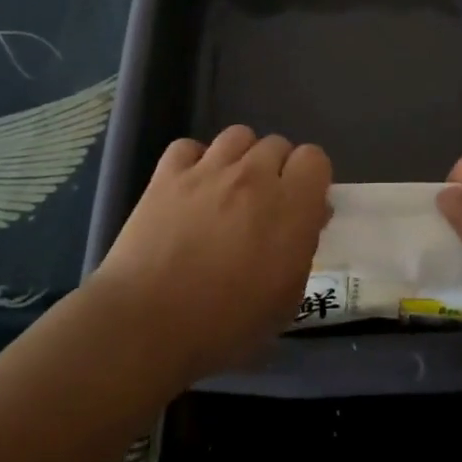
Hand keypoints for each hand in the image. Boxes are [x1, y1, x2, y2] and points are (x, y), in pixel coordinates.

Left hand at [90, 125, 332, 381]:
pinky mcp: (167, 175)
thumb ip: (302, 250)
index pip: (314, 158)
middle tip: (263, 205)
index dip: (310, 179)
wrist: (147, 324)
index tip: (301, 205)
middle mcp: (254, 176)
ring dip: (241, 157)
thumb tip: (308, 219)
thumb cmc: (225, 325)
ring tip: (229, 189)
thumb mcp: (285, 301)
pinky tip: (190, 187)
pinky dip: (194, 161)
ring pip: (238, 135)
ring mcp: (208, 170)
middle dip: (276, 169)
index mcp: (290, 206)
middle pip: (277, 144)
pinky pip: (189, 147)